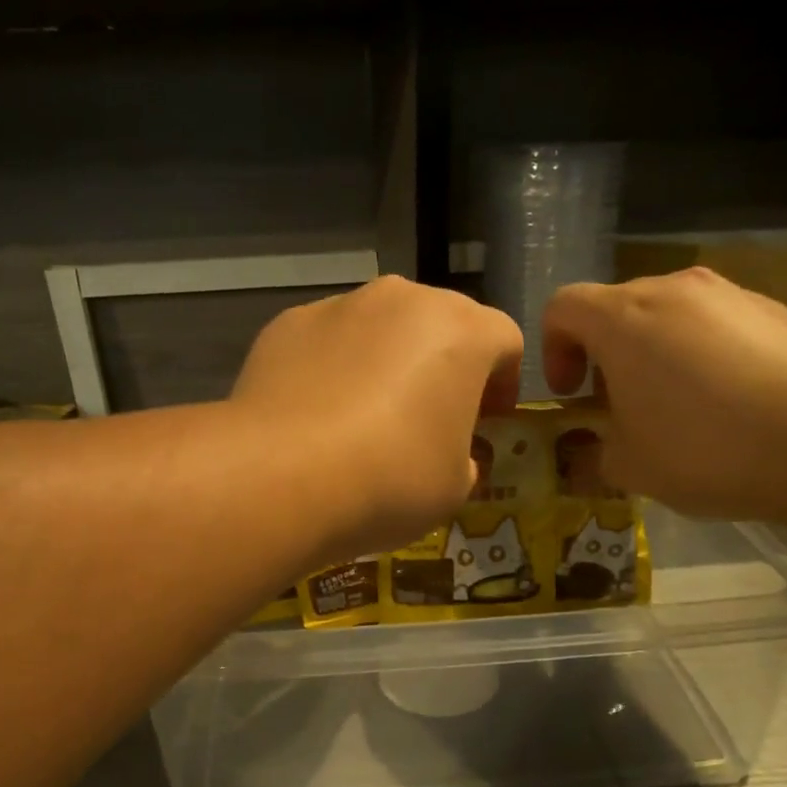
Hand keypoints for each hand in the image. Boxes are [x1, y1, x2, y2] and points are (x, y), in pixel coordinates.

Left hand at [231, 276, 522, 557]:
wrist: (281, 475)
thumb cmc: (391, 479)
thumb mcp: (455, 487)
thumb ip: (466, 458)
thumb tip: (453, 453)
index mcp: (461, 330)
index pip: (505, 340)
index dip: (505, 383)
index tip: (489, 422)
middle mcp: (403, 299)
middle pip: (440, 324)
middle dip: (445, 366)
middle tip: (430, 417)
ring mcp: (339, 306)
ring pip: (380, 328)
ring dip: (387, 362)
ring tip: (365, 419)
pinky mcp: (287, 324)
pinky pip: (328, 342)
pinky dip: (333, 368)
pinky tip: (317, 416)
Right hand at [543, 267, 786, 521]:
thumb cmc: (707, 448)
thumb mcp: (629, 466)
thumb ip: (596, 450)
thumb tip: (600, 447)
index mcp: (624, 318)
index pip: (563, 306)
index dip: (554, 349)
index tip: (572, 394)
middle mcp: (675, 290)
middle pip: (618, 308)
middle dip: (606, 355)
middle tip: (621, 407)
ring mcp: (732, 294)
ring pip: (671, 316)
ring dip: (657, 354)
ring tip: (681, 408)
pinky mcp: (778, 310)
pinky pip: (719, 326)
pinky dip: (706, 355)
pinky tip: (733, 404)